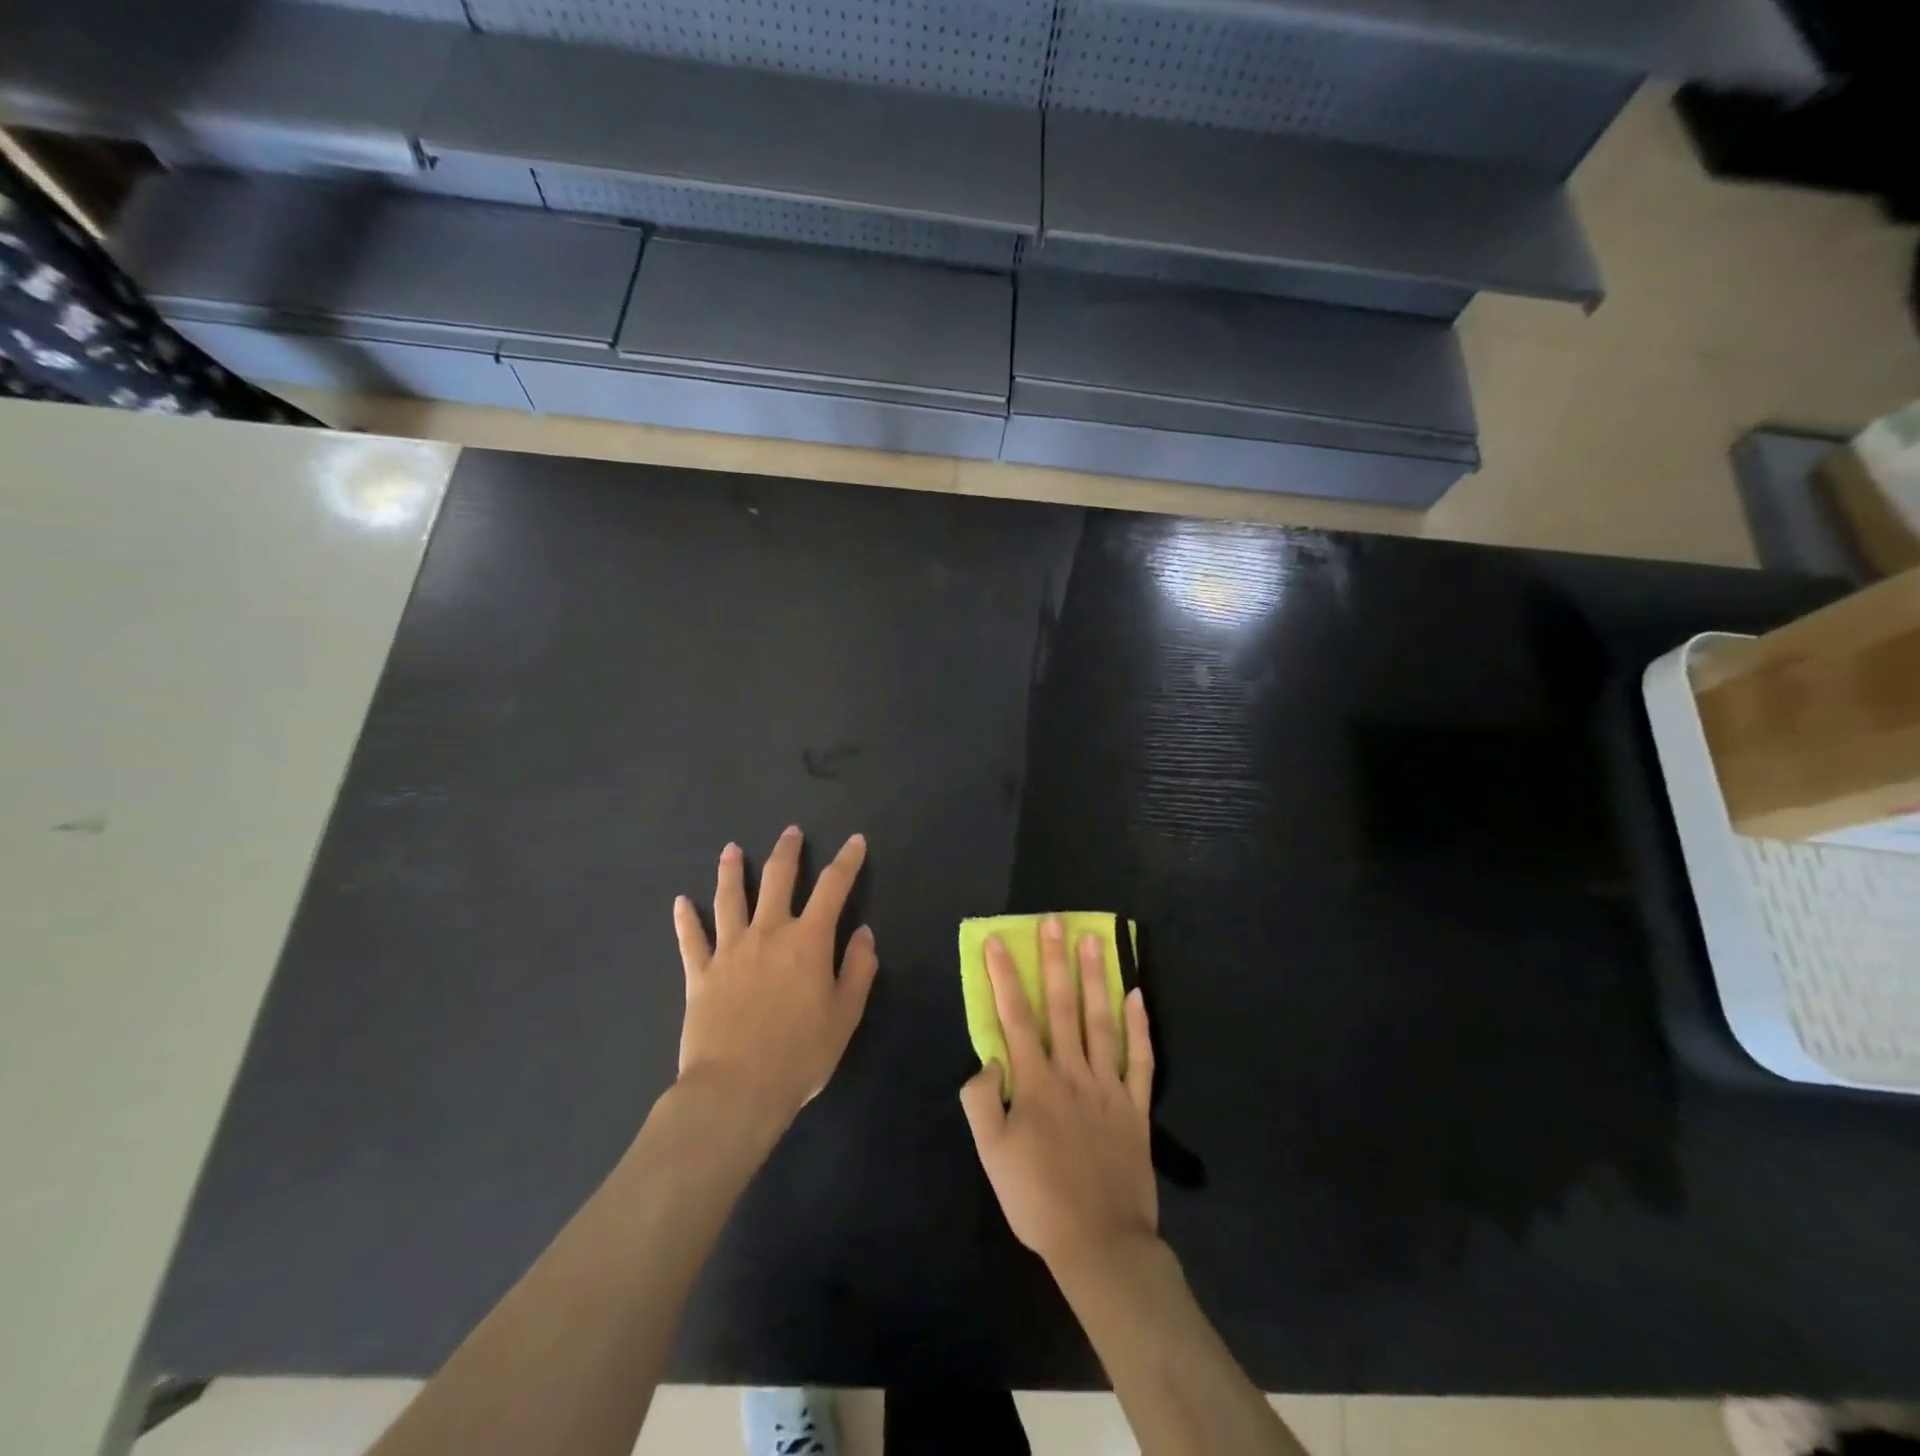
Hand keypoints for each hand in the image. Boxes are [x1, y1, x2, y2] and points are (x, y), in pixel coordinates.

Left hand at [672, 827, 877, 1125]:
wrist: (735, 1089)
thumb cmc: (799, 1054)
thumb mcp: (845, 1015)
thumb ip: (858, 969)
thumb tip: (863, 933)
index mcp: (808, 941)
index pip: (833, 888)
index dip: (847, 861)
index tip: (855, 841)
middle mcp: (768, 933)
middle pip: (777, 879)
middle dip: (787, 852)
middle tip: (790, 832)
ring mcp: (730, 950)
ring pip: (729, 899)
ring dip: (731, 871)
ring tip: (731, 850)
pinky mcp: (700, 973)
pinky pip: (691, 939)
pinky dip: (685, 919)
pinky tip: (680, 902)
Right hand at [960, 916, 1156, 1272]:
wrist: (1100, 1243)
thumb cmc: (1037, 1199)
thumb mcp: (991, 1154)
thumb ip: (982, 1100)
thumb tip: (990, 1059)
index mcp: (1036, 1081)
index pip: (1015, 1016)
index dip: (1005, 976)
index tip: (998, 941)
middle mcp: (1073, 1071)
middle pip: (1061, 1006)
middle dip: (1054, 960)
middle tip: (1055, 922)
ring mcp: (1108, 1086)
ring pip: (1101, 1020)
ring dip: (1096, 978)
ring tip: (1095, 941)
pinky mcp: (1135, 1106)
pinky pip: (1140, 1058)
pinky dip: (1140, 1026)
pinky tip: (1138, 996)